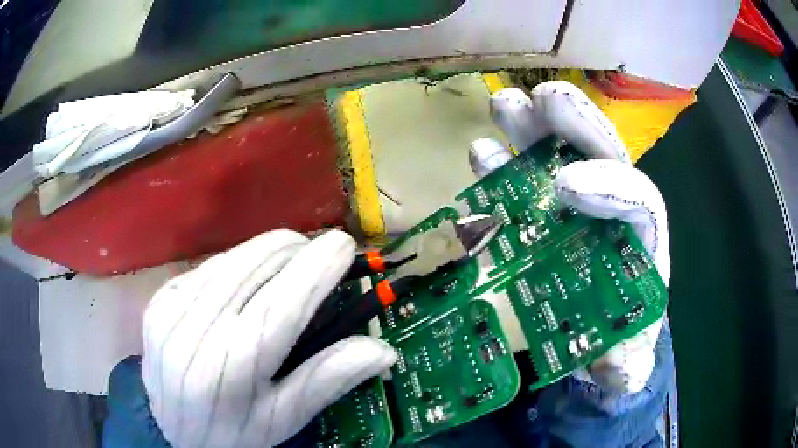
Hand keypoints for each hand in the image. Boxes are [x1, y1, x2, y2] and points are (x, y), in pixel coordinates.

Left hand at [141, 229, 396, 446]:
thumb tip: (382, 351)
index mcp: (234, 365)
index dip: (317, 266)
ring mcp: (172, 309)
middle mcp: (198, 329)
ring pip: (232, 259)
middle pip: (255, 267)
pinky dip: (237, 263)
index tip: (344, 244)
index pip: (284, 300)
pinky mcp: (160, 300)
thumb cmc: (232, 432)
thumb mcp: (282, 419)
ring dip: (268, 251)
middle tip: (320, 252)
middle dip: (296, 249)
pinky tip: (248, 278)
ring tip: (291, 258)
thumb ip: (327, 380)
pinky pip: (208, 268)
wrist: (169, 430)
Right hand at [478, 81, 669, 393]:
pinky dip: (502, 166)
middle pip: (604, 156)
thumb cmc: (617, 343)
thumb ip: (625, 368)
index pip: (641, 200)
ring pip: (561, 155)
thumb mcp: (624, 362)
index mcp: (642, 246)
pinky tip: (479, 154)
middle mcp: (612, 216)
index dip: (610, 185)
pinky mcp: (541, 217)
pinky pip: (523, 182)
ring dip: (532, 130)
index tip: (565, 186)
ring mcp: (574, 210)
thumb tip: (617, 370)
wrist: (594, 342)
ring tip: (503, 104)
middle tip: (540, 99)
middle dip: (576, 125)